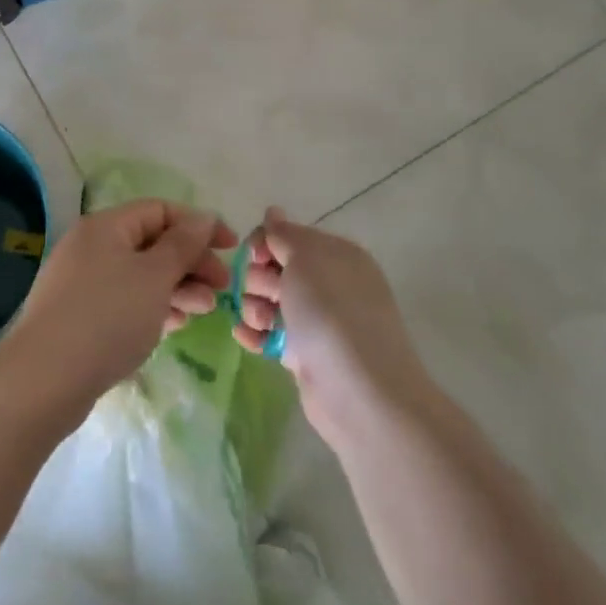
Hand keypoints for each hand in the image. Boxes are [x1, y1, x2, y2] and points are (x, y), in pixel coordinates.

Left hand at [0, 200, 234, 427]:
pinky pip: (125, 301)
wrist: (44, 380)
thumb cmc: (107, 317)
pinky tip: (174, 326)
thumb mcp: (154, 276)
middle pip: (151, 243)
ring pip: (140, 275)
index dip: (198, 225)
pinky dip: (152, 308)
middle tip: (221, 288)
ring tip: (204, 311)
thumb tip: (203, 217)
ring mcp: (82, 282)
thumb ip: (183, 244)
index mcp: (106, 226)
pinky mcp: (79, 316)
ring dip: (176, 288)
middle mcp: (91, 246)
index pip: (160, 210)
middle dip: (190, 262)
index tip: (230, 249)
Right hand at [235, 209, 429, 446]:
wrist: (359, 392)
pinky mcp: (306, 356)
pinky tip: (246, 337)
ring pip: (271, 302)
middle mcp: (329, 284)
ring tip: (259, 322)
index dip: (264, 243)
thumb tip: (273, 212)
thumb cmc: (331, 312)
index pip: (288, 235)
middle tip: (266, 294)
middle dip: (258, 277)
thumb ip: (284, 234)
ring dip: (254, 306)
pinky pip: (273, 334)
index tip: (254, 256)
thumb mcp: (305, 258)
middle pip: (275, 268)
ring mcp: (318, 322)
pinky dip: (256, 333)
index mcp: (336, 255)